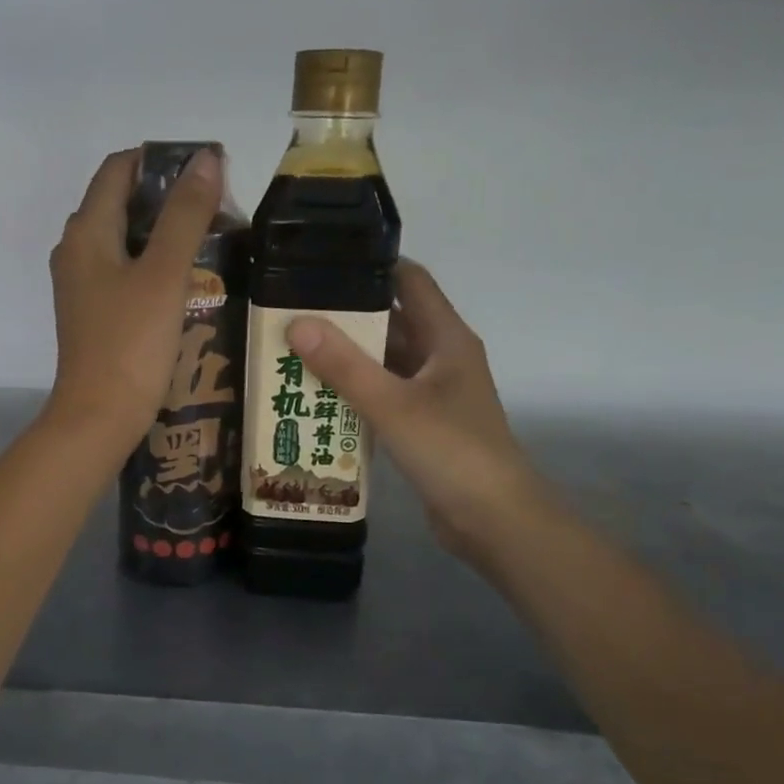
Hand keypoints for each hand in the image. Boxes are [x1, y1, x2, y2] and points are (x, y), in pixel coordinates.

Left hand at [45, 147, 222, 456]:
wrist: (99, 417)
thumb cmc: (131, 343)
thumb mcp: (164, 274)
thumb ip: (185, 216)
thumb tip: (205, 158)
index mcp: (86, 232)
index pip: (119, 169)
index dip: (161, 162)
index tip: (207, 171)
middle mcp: (76, 251)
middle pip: (121, 203)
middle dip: (167, 199)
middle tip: (216, 210)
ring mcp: (82, 286)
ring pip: (124, 241)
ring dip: (162, 235)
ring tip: (209, 243)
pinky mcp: (94, 315)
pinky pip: (124, 273)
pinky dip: (152, 266)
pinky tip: (185, 283)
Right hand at [288, 262, 551, 567]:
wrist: (493, 520)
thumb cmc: (451, 452)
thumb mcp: (393, 405)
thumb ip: (344, 365)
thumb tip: (297, 323)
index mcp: (446, 339)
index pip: (410, 282)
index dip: (370, 267)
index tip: (320, 263)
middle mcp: (441, 358)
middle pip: (391, 323)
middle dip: (344, 318)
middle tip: (290, 313)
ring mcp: (433, 394)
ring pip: (384, 363)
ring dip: (345, 359)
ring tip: (291, 351)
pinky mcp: (422, 426)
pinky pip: (383, 397)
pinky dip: (354, 394)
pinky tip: (315, 398)